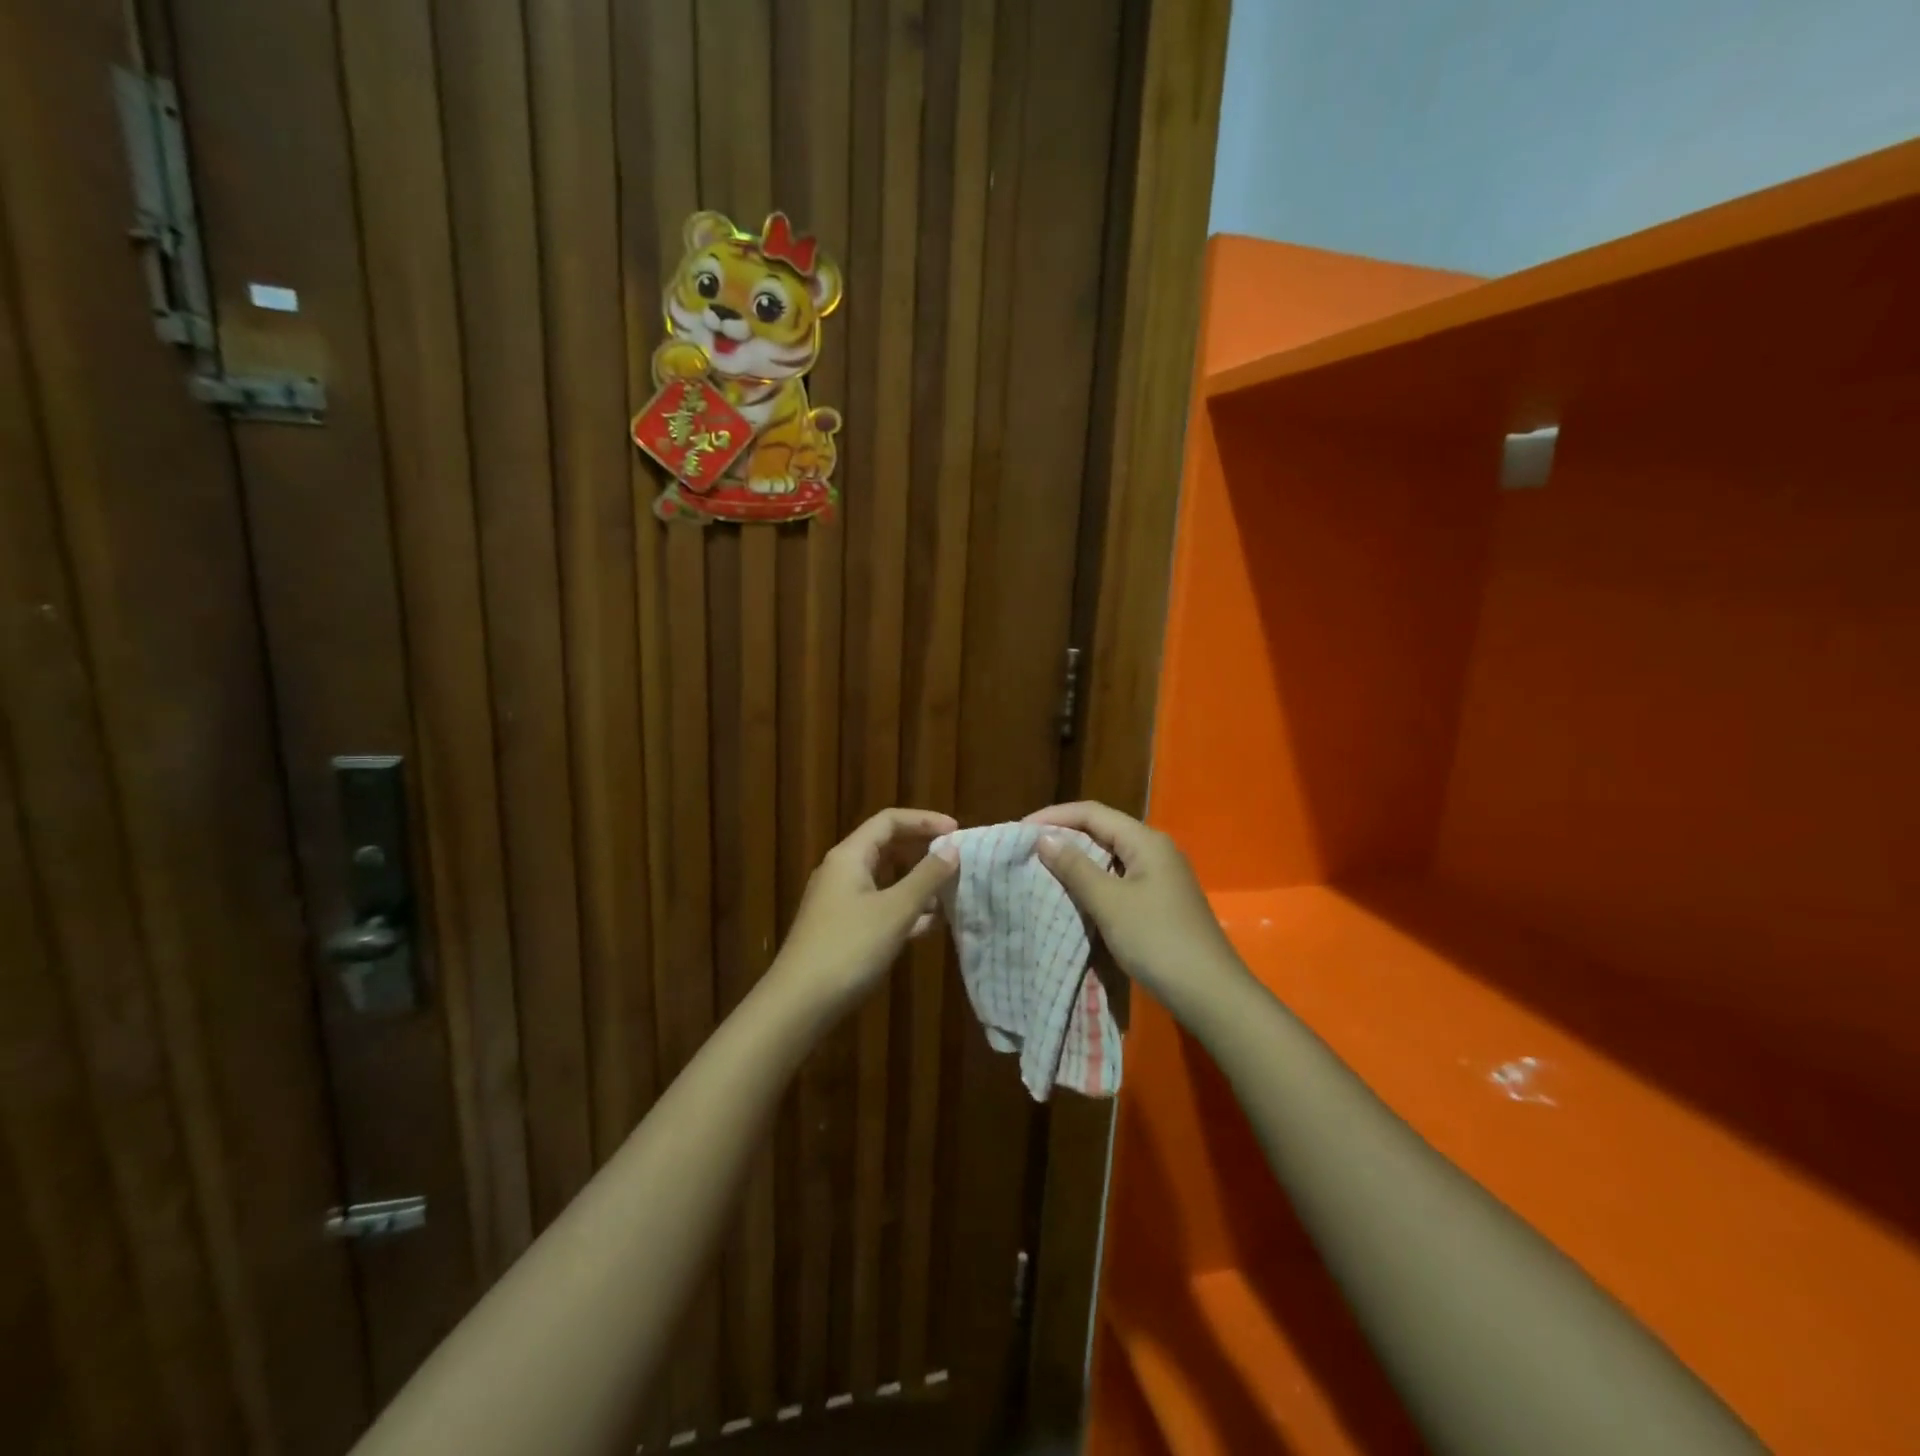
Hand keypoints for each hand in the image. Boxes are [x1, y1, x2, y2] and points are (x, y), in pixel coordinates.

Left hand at [774, 808, 959, 1013]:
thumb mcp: (895, 910)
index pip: (889, 821)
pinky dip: (904, 909)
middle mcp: (842, 872)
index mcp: (849, 856)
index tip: (957, 831)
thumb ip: (926, 877)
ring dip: (917, 884)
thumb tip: (952, 848)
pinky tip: (930, 925)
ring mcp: (840, 902)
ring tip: (951, 893)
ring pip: (885, 880)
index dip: (924, 820)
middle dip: (922, 852)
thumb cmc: (849, 947)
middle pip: (887, 848)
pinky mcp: (842, 929)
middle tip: (956, 860)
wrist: (799, 1004)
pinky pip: (880, 907)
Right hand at [1028, 802, 1241, 1003]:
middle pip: (1102, 830)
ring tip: (1043, 868)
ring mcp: (1160, 877)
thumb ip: (1075, 867)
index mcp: (1146, 841)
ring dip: (1077, 859)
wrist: (1209, 992)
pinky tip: (1074, 893)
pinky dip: (1093, 880)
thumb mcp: (1110, 902)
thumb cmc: (1157, 940)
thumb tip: (1044, 838)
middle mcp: (1155, 850)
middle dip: (1064, 835)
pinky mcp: (1160, 901)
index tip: (1019, 830)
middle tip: (1027, 848)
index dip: (1054, 817)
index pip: (1092, 813)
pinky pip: (1119, 878)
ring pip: (1110, 856)